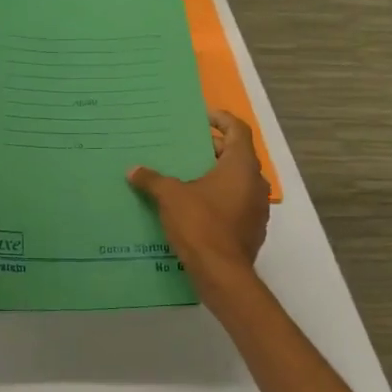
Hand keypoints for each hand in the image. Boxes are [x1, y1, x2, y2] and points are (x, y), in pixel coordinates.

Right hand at [128, 110, 269, 297]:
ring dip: (215, 175)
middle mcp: (255, 183)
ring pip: (236, 181)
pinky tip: (194, 205)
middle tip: (186, 147)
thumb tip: (134, 170)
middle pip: (236, 155)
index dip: (221, 119)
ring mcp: (257, 208)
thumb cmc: (200, 224)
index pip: (238, 130)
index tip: (202, 117)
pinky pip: (235, 203)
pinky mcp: (251, 229)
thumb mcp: (170, 196)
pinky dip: (218, 197)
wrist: (222, 274)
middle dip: (212, 149)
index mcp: (241, 166)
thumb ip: (152, 179)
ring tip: (186, 175)